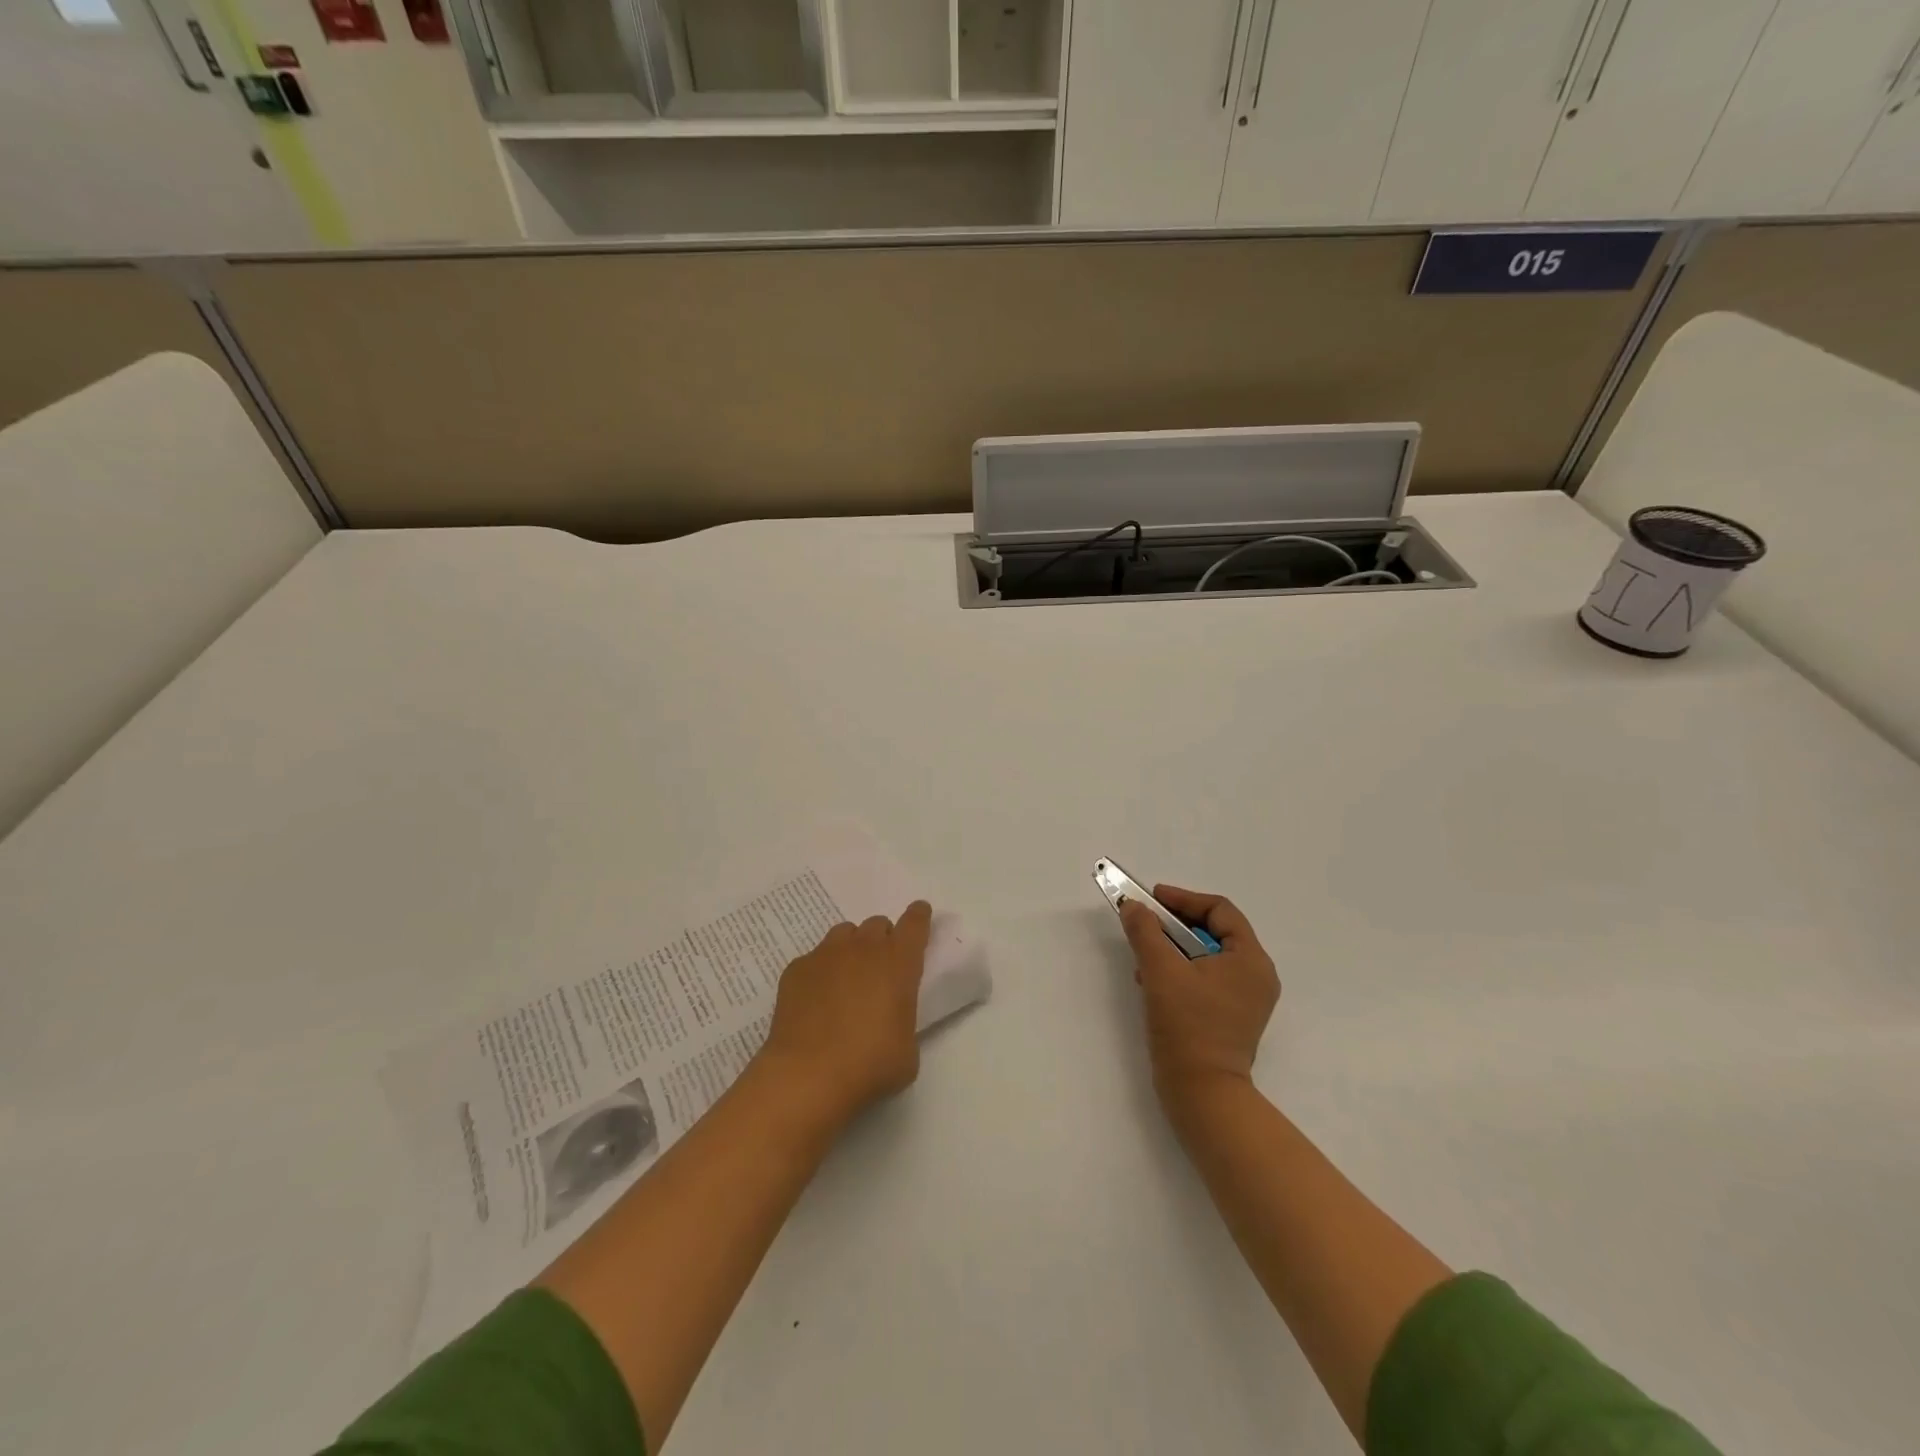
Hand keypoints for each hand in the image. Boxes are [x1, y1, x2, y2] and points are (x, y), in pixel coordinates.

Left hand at [760, 901, 932, 1128]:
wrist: (808, 1075)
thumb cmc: (870, 1065)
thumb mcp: (907, 1050)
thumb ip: (903, 1021)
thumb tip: (889, 1021)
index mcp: (898, 962)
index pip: (914, 924)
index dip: (919, 916)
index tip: (920, 913)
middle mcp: (863, 948)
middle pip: (877, 924)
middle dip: (882, 939)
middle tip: (880, 967)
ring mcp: (826, 955)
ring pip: (844, 934)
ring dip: (852, 948)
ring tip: (847, 978)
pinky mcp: (796, 969)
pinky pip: (814, 958)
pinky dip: (820, 971)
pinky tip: (816, 999)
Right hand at [1120, 886, 1279, 1121]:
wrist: (1202, 1093)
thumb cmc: (1187, 1026)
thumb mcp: (1160, 971)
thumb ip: (1145, 931)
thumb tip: (1133, 906)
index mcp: (1251, 959)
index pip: (1219, 910)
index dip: (1183, 899)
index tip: (1152, 898)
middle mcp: (1256, 976)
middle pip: (1214, 932)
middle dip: (1175, 924)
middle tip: (1145, 922)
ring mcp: (1246, 1000)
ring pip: (1207, 957)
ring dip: (1173, 948)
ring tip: (1144, 956)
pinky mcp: (1232, 1018)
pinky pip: (1207, 979)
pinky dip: (1181, 971)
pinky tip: (1152, 982)